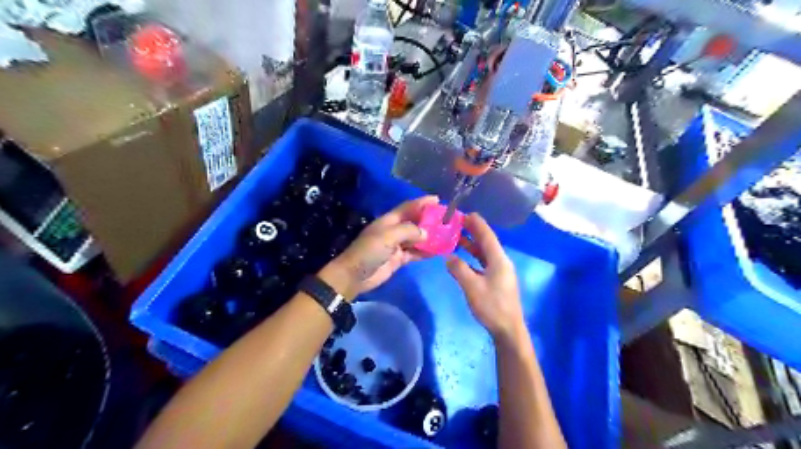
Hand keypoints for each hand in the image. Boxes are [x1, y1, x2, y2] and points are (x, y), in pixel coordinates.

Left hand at [322, 195, 437, 298]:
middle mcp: (394, 230)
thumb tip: (426, 233)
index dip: (422, 202)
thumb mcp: (388, 236)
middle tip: (447, 220)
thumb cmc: (370, 251)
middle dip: (429, 220)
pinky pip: (415, 253)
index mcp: (389, 220)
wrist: (355, 275)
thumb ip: (409, 231)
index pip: (408, 207)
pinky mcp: (399, 259)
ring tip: (447, 235)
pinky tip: (438, 251)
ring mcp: (396, 245)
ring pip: (417, 238)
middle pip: (414, 222)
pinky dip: (426, 252)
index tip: (438, 199)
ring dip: (430, 237)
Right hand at [444, 212, 526, 339]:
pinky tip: (463, 259)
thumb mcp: (472, 287)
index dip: (477, 224)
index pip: (487, 236)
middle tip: (458, 222)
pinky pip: (484, 263)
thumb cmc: (491, 306)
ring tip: (457, 237)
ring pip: (485, 253)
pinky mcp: (498, 281)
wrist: (508, 329)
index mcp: (499, 260)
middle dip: (474, 231)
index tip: (465, 213)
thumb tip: (449, 257)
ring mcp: (500, 272)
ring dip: (472, 245)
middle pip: (487, 242)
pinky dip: (473, 258)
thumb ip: (459, 269)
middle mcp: (501, 262)